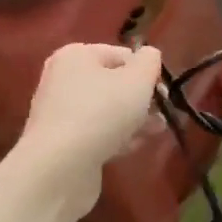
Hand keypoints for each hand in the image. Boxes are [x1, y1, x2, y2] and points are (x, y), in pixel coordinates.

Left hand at [9, 42, 163, 204]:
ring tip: (155, 132)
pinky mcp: (61, 142)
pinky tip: (133, 147)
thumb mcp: (138, 79)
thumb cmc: (102, 112)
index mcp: (76, 56)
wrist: (59, 167)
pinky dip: (116, 137)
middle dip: (141, 98)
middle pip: (114, 83)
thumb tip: (149, 55)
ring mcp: (59, 112)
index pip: (122, 55)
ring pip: (107, 110)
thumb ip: (149, 61)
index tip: (161, 92)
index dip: (146, 72)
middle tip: (161, 114)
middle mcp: (62, 79)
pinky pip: (96, 132)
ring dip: (133, 119)